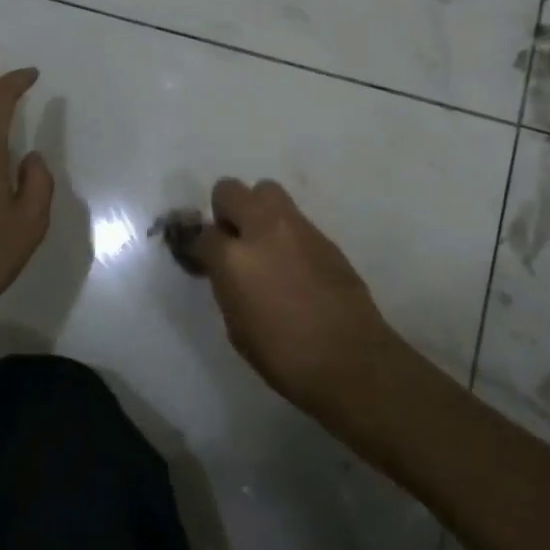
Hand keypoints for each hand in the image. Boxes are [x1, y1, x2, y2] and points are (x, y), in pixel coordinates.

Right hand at [192, 178, 398, 415]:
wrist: (350, 359)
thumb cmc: (284, 356)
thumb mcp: (237, 327)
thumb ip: (227, 286)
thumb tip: (227, 271)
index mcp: (233, 258)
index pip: (202, 234)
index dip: (198, 247)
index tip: (203, 260)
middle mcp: (263, 230)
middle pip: (230, 190)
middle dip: (224, 210)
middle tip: (232, 239)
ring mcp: (297, 228)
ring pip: (267, 190)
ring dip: (257, 209)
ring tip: (262, 242)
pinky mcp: (324, 236)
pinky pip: (295, 217)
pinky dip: (285, 230)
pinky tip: (292, 261)